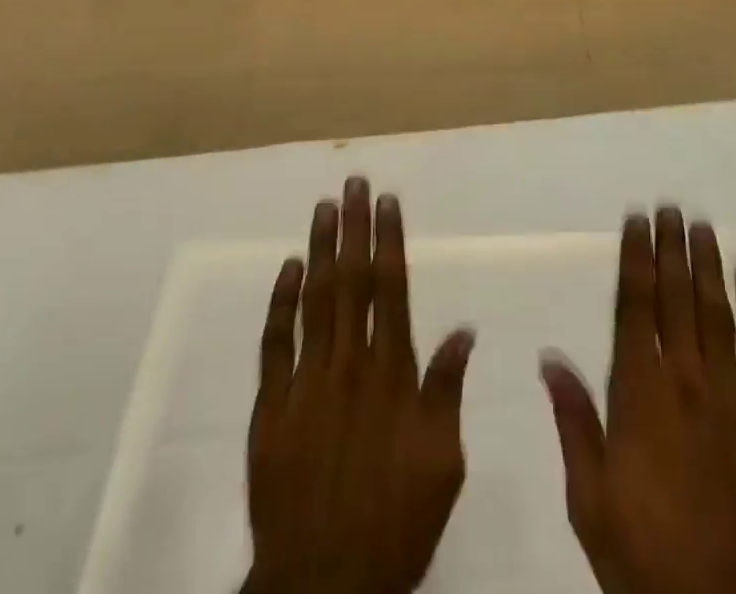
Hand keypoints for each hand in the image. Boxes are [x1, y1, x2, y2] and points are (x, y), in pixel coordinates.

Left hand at [244, 178, 475, 593]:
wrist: (322, 584)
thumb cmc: (394, 522)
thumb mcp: (443, 464)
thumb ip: (447, 390)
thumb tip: (463, 328)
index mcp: (392, 374)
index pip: (392, 289)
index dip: (389, 240)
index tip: (388, 201)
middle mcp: (349, 364)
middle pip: (353, 281)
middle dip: (355, 227)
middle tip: (354, 182)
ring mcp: (306, 382)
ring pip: (315, 299)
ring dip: (321, 249)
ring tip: (324, 206)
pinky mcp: (271, 406)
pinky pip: (275, 344)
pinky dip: (281, 302)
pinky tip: (289, 267)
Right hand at [542, 209, 735, 593]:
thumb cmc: (648, 560)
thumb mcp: (591, 501)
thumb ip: (574, 422)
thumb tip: (549, 357)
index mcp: (639, 394)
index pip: (635, 308)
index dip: (636, 259)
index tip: (637, 220)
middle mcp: (687, 382)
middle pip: (676, 299)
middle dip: (671, 248)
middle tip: (670, 206)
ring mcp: (735, 400)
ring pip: (718, 314)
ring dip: (708, 266)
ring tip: (703, 226)